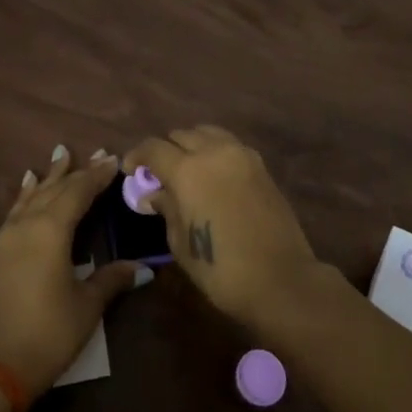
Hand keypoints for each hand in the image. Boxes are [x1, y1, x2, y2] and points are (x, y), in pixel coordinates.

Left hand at [0, 145, 145, 397]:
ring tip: (60, 155)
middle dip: (76, 171)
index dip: (97, 175)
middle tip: (96, 154)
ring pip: (31, 196)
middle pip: (55, 189)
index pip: (78, 192)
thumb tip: (143, 267)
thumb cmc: (47, 334)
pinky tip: (27, 187)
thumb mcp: (86, 306)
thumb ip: (111, 279)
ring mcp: (5, 238)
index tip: (113, 158)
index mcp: (51, 231)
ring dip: (49, 177)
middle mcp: (26, 225)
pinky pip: (14, 211)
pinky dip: (26, 195)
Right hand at [123, 126, 321, 332]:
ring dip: (191, 145)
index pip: (153, 148)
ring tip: (187, 169)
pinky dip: (215, 151)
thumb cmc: (221, 268)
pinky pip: (229, 145)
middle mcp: (213, 152)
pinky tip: (212, 175)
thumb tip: (155, 194)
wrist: (281, 279)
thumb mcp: (180, 243)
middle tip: (159, 174)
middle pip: (181, 135)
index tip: (130, 170)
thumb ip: (166, 209)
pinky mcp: (260, 165)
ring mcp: (241, 155)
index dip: (137, 156)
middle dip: (165, 150)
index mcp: (187, 169)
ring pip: (207, 133)